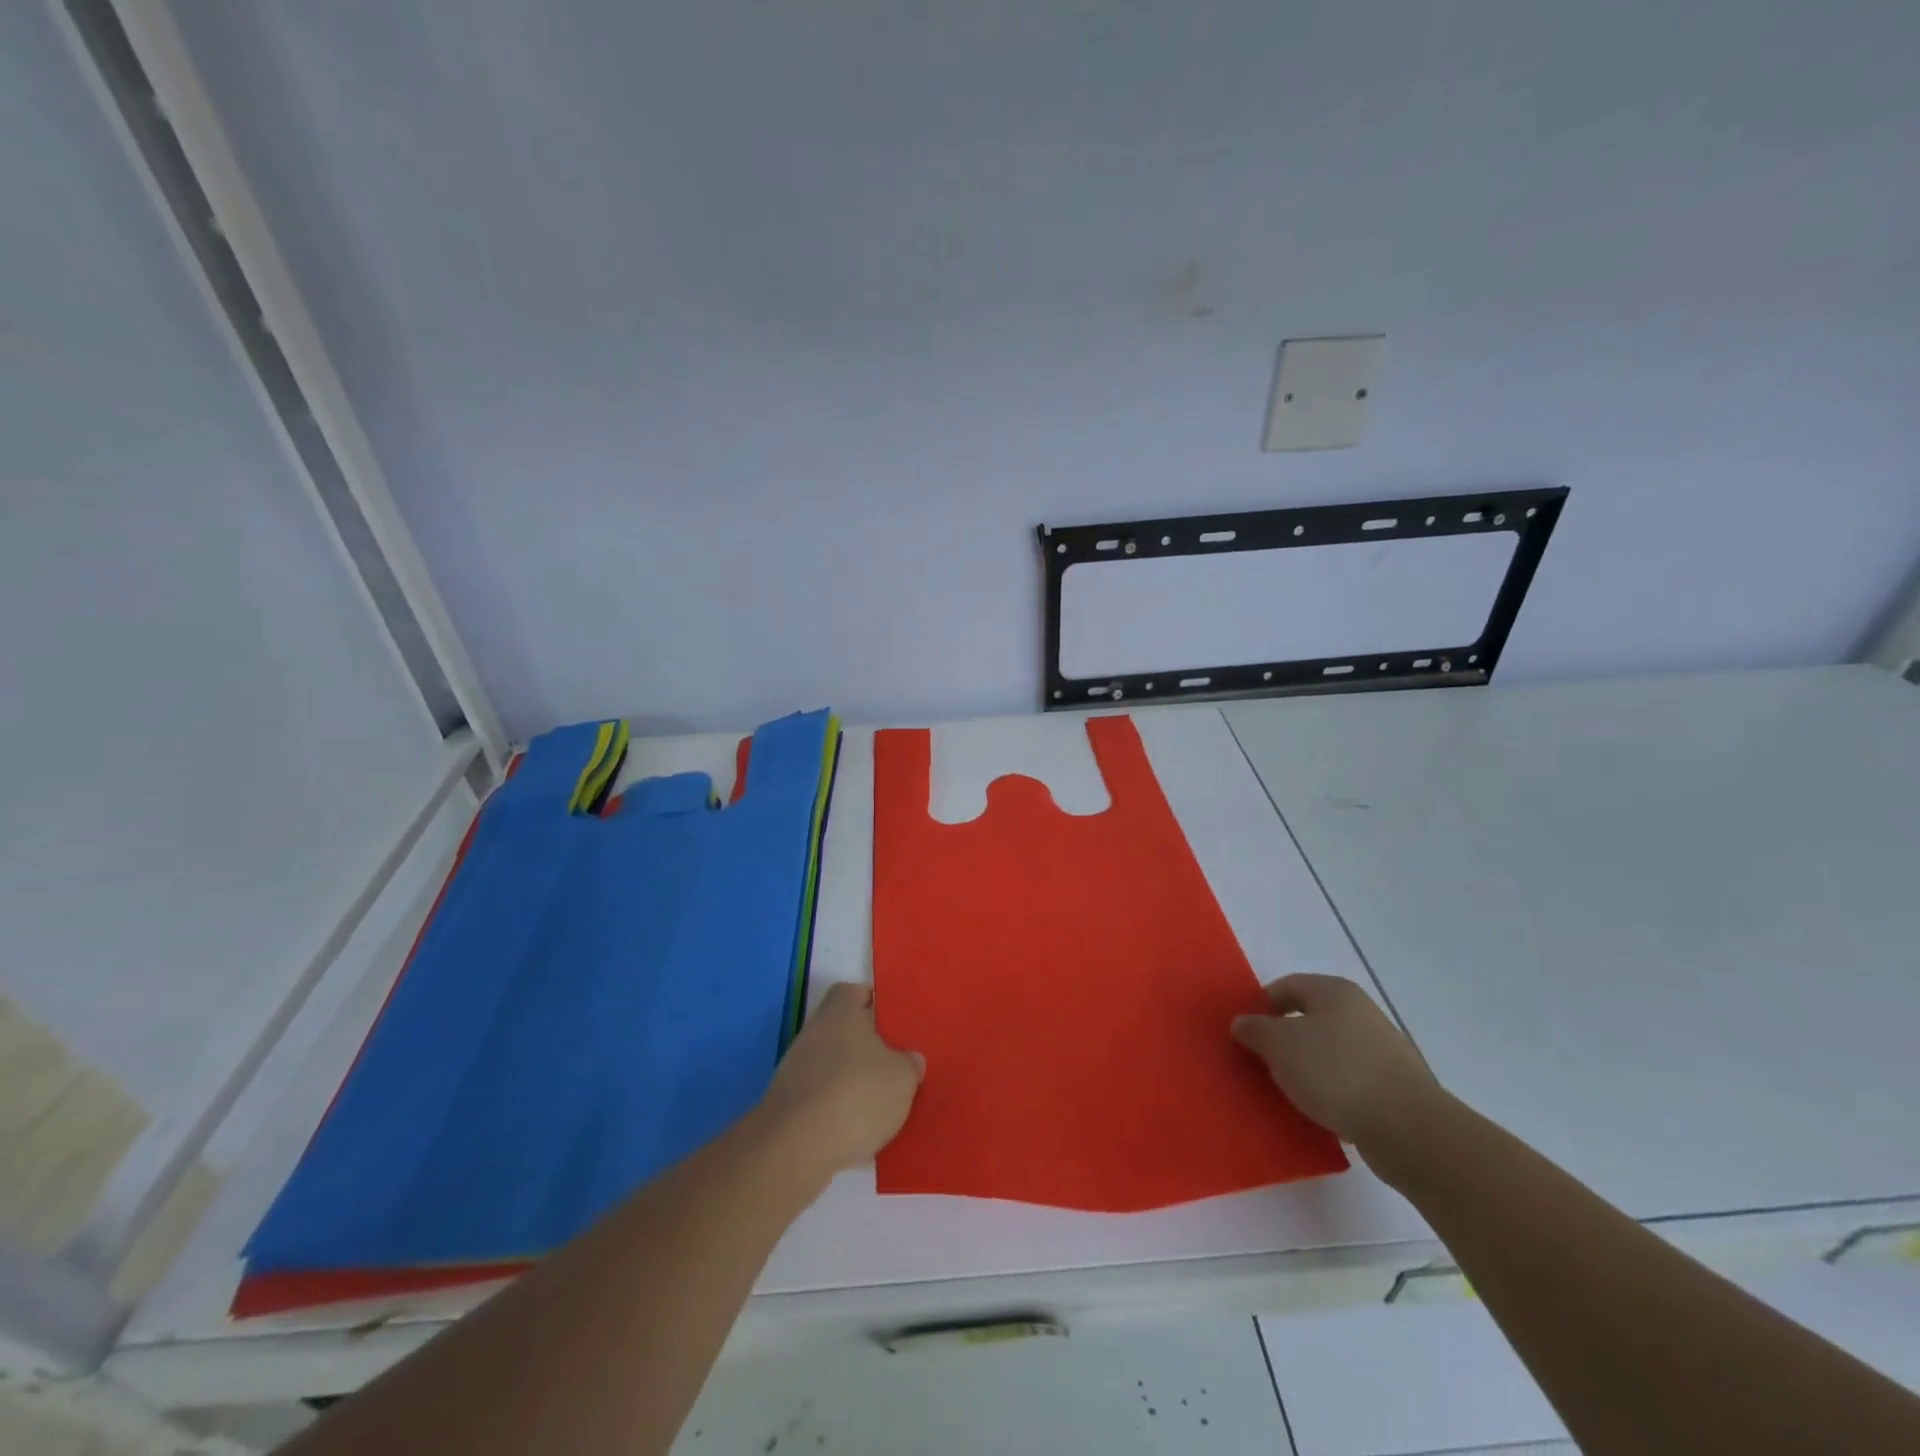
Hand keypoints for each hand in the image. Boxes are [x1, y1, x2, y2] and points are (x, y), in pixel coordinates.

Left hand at [755, 982, 923, 1178]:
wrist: (796, 1148)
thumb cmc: (856, 1094)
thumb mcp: (902, 1078)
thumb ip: (910, 1064)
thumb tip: (909, 1059)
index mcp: (840, 1010)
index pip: (853, 991)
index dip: (872, 1002)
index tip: (891, 1021)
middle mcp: (814, 1031)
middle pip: (843, 1031)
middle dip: (866, 1048)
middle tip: (893, 1066)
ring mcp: (795, 1068)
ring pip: (832, 1066)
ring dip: (851, 1082)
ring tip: (879, 1107)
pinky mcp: (786, 1104)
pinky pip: (820, 1099)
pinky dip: (836, 1111)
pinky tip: (856, 1134)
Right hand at [1231, 974, 1440, 1159]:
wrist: (1408, 1129)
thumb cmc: (1335, 1071)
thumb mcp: (1279, 1045)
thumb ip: (1255, 1029)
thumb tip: (1243, 1023)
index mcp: (1334, 991)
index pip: (1287, 986)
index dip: (1261, 1005)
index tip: (1245, 1032)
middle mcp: (1361, 1012)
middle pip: (1309, 1019)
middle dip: (1283, 1039)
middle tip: (1261, 1061)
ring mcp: (1382, 1050)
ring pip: (1329, 1052)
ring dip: (1306, 1068)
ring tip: (1286, 1091)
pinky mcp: (1394, 1087)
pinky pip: (1349, 1081)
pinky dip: (1330, 1091)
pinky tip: (1318, 1111)